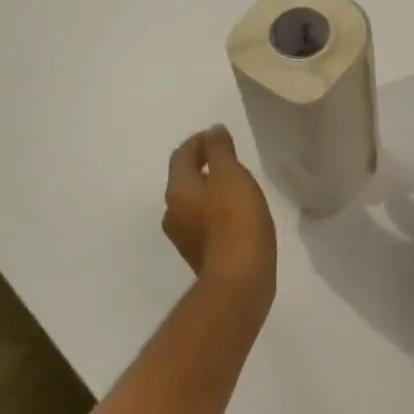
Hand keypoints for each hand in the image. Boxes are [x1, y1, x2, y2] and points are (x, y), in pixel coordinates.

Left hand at [164, 126, 276, 303]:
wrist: (240, 282)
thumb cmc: (236, 220)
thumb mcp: (231, 175)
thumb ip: (220, 150)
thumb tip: (212, 131)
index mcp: (178, 190)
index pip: (181, 155)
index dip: (199, 141)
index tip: (220, 136)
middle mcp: (173, 212)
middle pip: (185, 179)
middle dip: (204, 165)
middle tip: (230, 158)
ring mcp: (184, 237)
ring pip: (194, 202)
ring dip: (211, 189)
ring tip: (237, 185)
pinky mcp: (200, 254)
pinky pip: (205, 222)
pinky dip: (217, 211)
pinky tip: (238, 214)